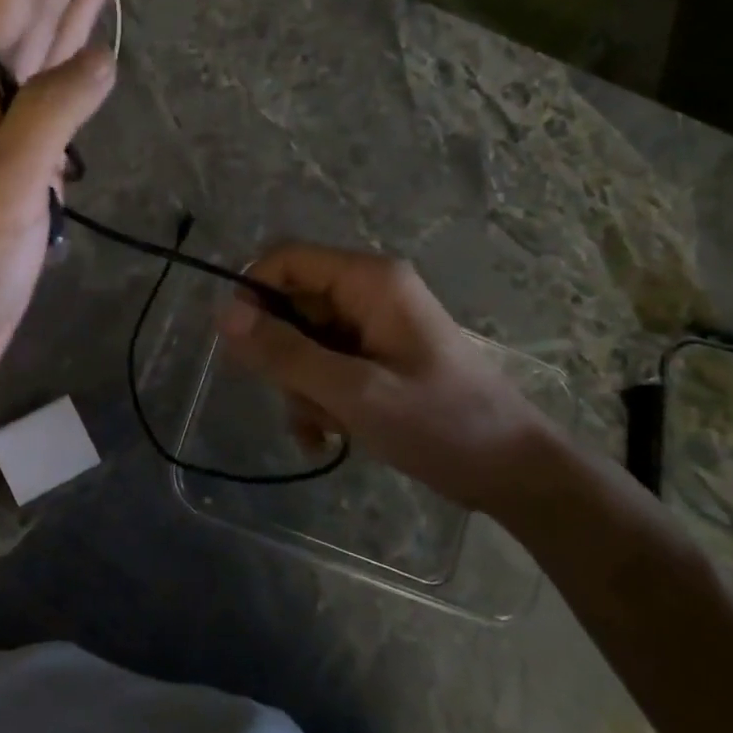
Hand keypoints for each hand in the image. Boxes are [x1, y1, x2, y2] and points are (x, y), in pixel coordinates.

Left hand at [0, 0, 114, 408]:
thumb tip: (100, 57)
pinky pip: (53, 118)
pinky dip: (74, 88)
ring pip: (43, 69)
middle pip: (27, 26)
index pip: (1, 3)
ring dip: (70, 23)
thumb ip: (51, 114)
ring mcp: (2, 148)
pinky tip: (90, 68)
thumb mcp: (3, 184)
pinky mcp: (19, 184)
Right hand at [216, 245, 549, 513]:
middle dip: (283, 358)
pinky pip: (323, 367)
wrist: (510, 472)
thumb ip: (285, 353)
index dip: (253, 296)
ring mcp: (373, 327)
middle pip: (290, 306)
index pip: (285, 260)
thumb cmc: (440, 425)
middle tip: (302, 400)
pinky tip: (326, 439)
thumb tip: (222, 314)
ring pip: (301, 343)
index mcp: (370, 280)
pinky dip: (317, 401)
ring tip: (326, 428)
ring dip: (301, 389)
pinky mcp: (375, 358)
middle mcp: (369, 292)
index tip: (242, 348)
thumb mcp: (354, 392)